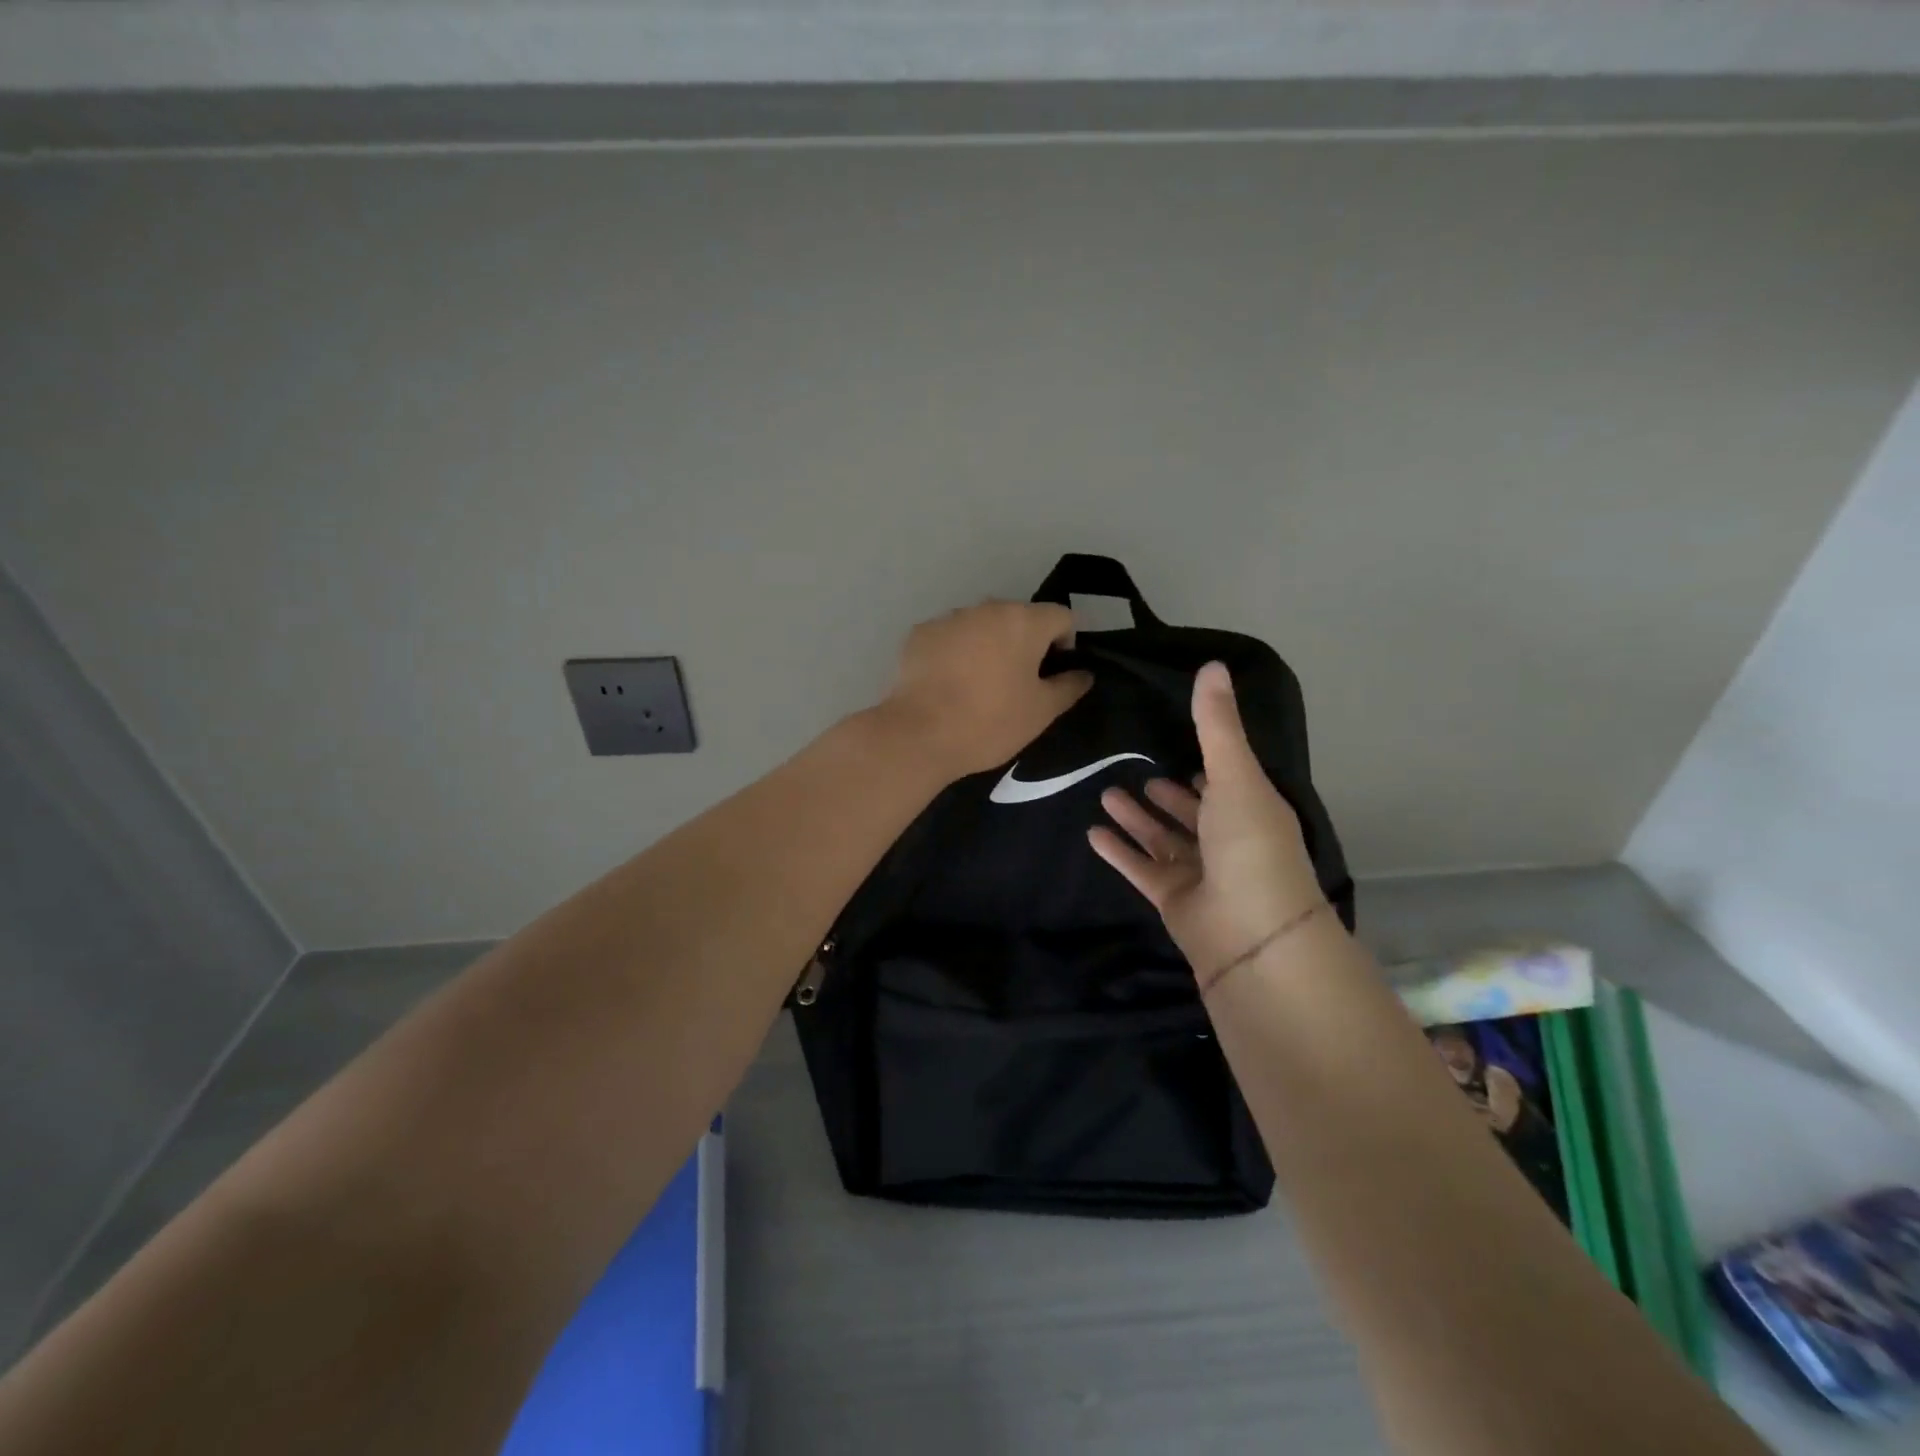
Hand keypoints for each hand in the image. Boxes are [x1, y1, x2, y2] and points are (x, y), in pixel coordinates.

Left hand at [880, 601, 1092, 779]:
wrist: (919, 734)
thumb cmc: (990, 723)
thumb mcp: (1042, 712)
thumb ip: (1069, 686)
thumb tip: (1083, 673)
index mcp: (1023, 621)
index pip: (1061, 616)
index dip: (1065, 643)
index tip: (1053, 674)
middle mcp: (986, 608)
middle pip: (1019, 617)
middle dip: (1024, 643)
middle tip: (1018, 683)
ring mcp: (949, 618)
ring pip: (981, 626)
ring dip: (988, 645)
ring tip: (979, 685)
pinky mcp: (919, 634)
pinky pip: (950, 637)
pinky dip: (956, 652)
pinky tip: (949, 685)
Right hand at [1089, 662, 1327, 988]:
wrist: (1251, 934)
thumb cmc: (1249, 846)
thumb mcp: (1235, 776)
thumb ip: (1216, 725)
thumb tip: (1213, 664)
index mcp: (1250, 811)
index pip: (1226, 784)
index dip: (1206, 767)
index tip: (1179, 745)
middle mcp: (1227, 841)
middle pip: (1192, 813)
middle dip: (1166, 795)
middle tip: (1134, 773)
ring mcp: (1201, 874)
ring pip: (1163, 840)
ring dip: (1138, 819)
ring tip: (1107, 794)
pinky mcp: (1173, 900)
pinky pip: (1141, 869)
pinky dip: (1120, 852)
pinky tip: (1093, 833)